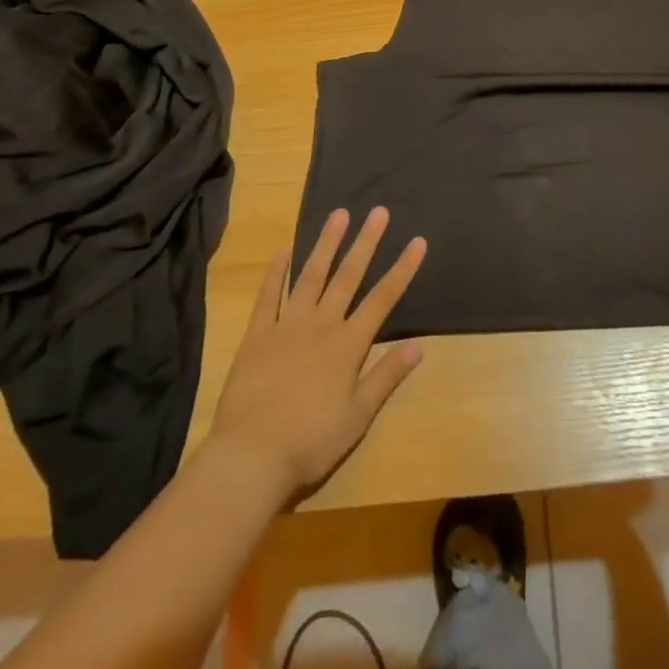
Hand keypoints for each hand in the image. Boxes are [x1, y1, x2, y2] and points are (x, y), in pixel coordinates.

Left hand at [207, 207, 426, 498]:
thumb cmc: (311, 441)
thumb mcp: (358, 416)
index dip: (402, 269)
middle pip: (348, 277)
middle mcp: (321, 325)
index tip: (417, 241)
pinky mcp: (257, 336)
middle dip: (366, 243)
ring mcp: (286, 326)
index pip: (383, 299)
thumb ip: (386, 376)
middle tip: (377, 212)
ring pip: (311, 276)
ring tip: (338, 215)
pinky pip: (267, 297)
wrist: (250, 456)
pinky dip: (276, 273)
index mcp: (348, 345)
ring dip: (326, 245)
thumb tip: (418, 346)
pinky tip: (283, 251)